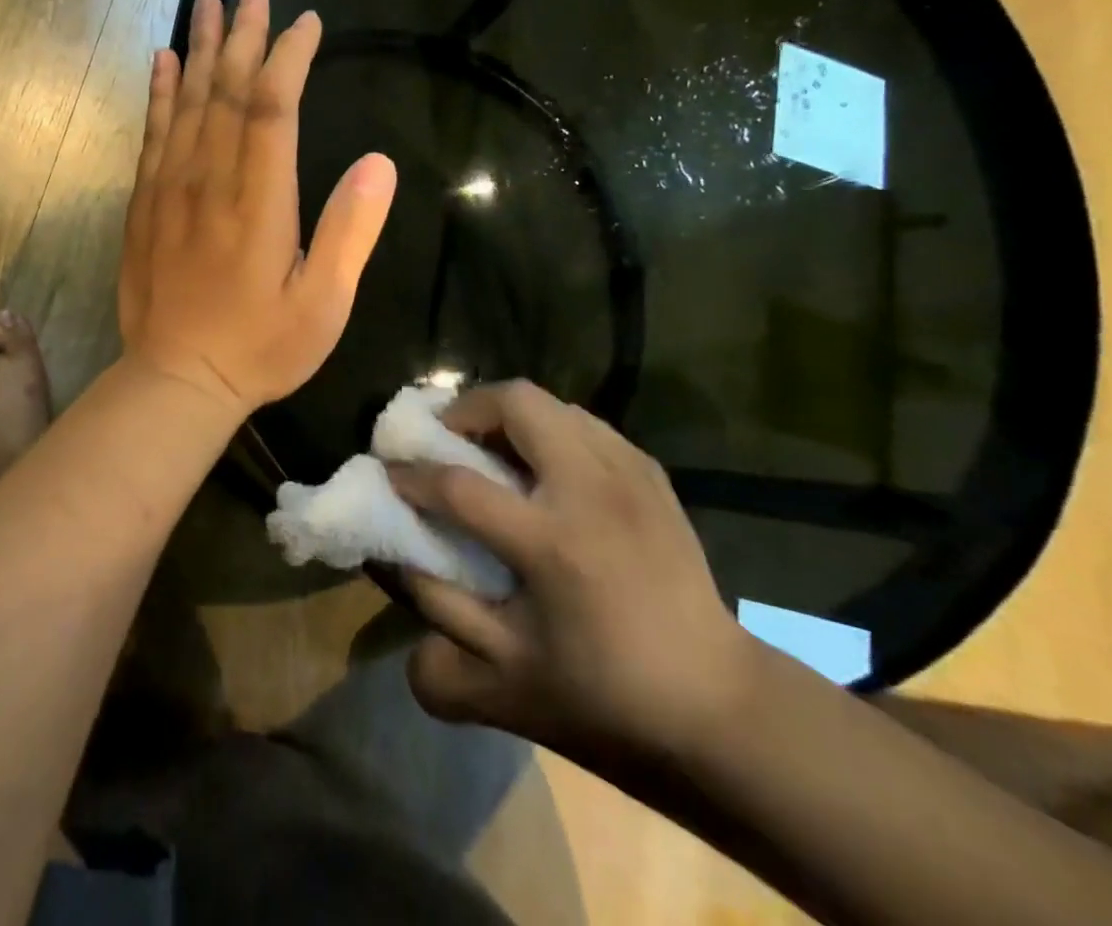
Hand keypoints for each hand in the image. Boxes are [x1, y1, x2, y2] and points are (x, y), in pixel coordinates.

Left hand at [118, 0, 396, 419]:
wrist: (175, 380)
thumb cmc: (259, 348)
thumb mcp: (323, 305)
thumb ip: (350, 232)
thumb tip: (378, 163)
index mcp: (258, 201)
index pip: (271, 108)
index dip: (288, 58)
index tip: (305, 22)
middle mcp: (209, 181)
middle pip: (226, 92)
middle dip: (244, 36)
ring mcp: (169, 189)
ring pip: (186, 103)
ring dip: (200, 50)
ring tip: (208, 3)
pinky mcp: (144, 204)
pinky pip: (152, 134)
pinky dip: (159, 93)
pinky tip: (164, 62)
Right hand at [387, 381, 756, 773]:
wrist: (720, 708)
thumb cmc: (606, 699)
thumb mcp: (506, 684)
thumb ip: (439, 620)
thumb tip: (395, 561)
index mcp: (553, 543)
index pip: (458, 485)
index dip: (412, 474)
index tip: (391, 473)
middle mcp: (591, 490)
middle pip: (516, 402)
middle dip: (465, 409)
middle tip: (446, 440)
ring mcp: (628, 474)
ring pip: (552, 403)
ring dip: (508, 416)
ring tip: (492, 450)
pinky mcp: (651, 474)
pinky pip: (584, 423)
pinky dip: (549, 429)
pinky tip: (544, 469)